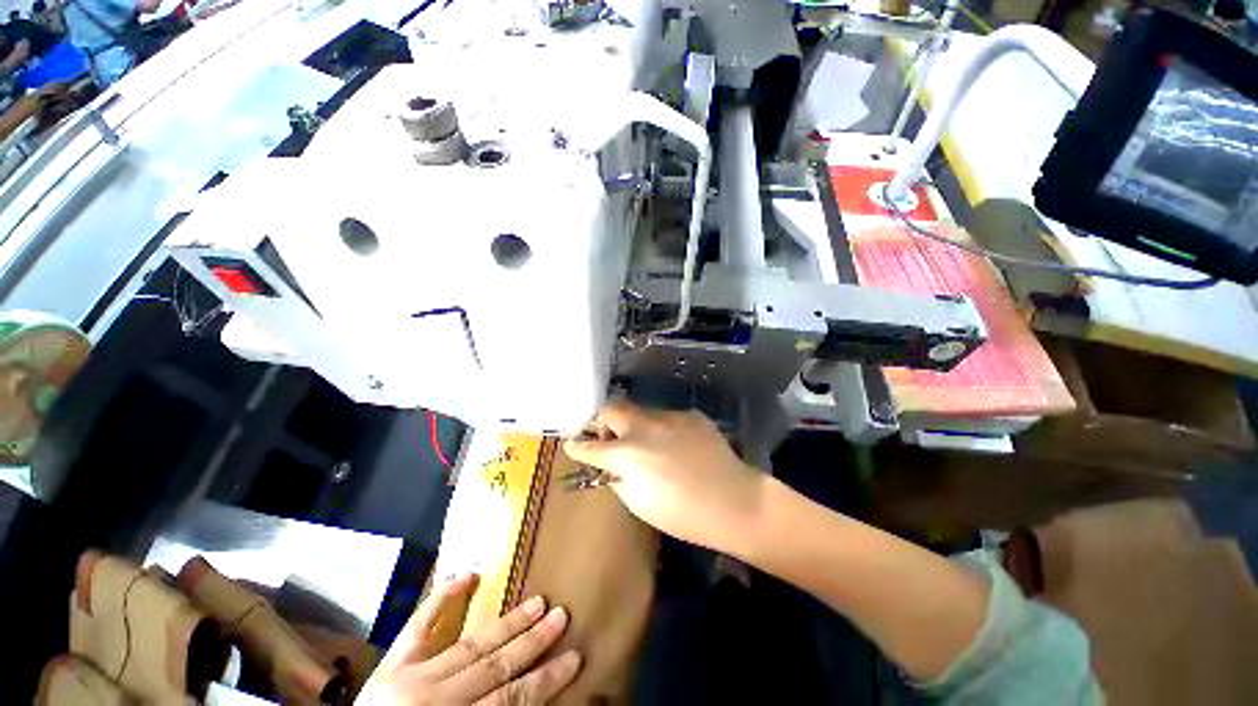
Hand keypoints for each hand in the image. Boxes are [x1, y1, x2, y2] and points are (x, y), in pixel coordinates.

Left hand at [357, 575, 580, 704]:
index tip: (575, 657)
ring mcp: (411, 676)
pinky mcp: (391, 664)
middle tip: (562, 615)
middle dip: (533, 641)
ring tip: (538, 600)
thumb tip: (527, 700)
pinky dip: (441, 600)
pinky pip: (419, 626)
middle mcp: (436, 696)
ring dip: (507, 622)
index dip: (546, 680)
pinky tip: (465, 575)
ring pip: (471, 644)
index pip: (512, 700)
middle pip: (495, 664)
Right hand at [563, 401, 765, 554]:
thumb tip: (611, 465)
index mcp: (627, 453)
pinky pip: (667, 418)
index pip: (590, 445)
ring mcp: (669, 416)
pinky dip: (663, 429)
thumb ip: (618, 477)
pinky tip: (678, 447)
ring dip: (636, 427)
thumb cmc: (682, 513)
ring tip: (651, 447)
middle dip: (604, 422)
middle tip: (612, 441)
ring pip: (641, 412)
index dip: (577, 445)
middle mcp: (644, 426)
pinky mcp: (690, 415)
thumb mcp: (638, 503)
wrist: (733, 500)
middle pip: (611, 409)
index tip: (572, 444)